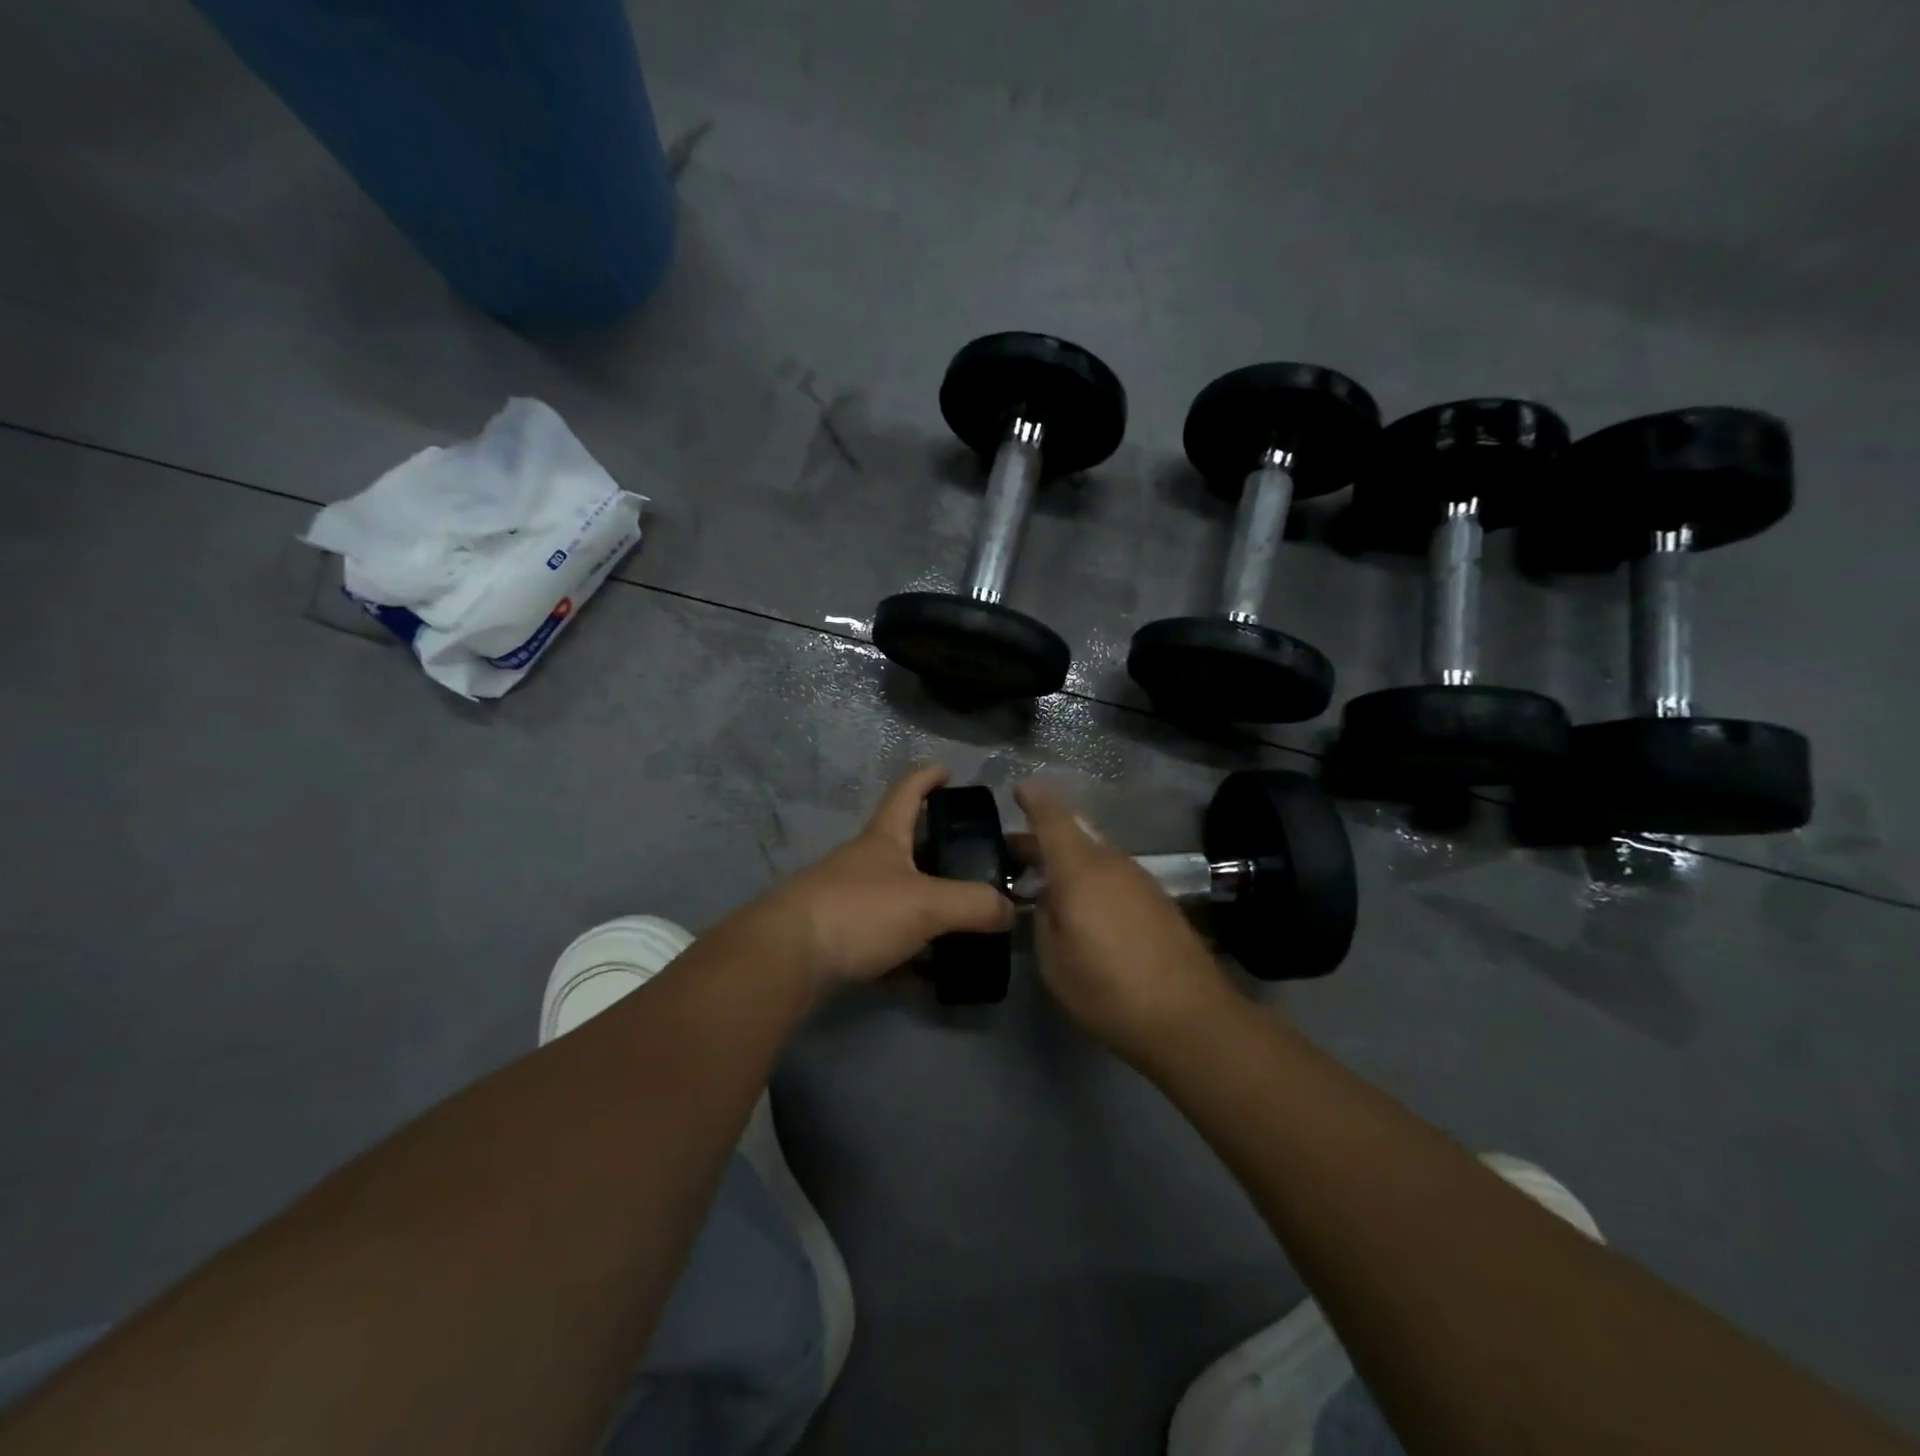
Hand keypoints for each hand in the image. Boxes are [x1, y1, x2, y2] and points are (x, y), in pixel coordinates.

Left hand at [755, 765, 1015, 991]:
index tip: (947, 769)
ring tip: (962, 925)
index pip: (907, 792)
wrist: (786, 959)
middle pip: (901, 846)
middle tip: (972, 863)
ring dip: (924, 908)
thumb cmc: (859, 912)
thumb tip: (1011, 910)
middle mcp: (861, 863)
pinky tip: (929, 978)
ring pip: (894, 898)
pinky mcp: (834, 939)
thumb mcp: (927, 904)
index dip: (927, 777)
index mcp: (882, 839)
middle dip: (934, 850)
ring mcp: (844, 900)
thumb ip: (974, 904)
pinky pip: (882, 942)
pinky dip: (907, 955)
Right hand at [1013, 780, 1235, 1064]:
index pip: (1053, 818)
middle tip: (1015, 857)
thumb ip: (1044, 918)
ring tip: (1047, 887)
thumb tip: (1049, 899)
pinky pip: (1115, 878)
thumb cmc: (1108, 989)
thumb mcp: (1054, 961)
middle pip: (1074, 837)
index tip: (1018, 788)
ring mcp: (1140, 880)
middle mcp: (1113, 863)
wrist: (1190, 1018)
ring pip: (1096, 858)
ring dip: (1069, 864)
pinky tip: (1085, 911)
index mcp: (1081, 869)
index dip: (1033, 800)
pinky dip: (1093, 882)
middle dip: (1043, 841)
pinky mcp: (1159, 901)